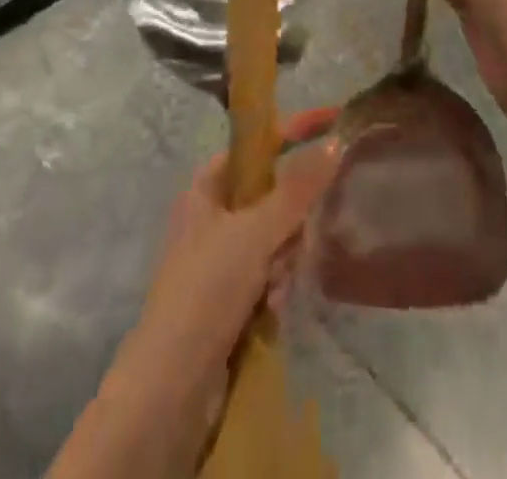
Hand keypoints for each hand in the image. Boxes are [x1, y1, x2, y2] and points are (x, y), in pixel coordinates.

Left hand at [129, 106, 342, 385]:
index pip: (258, 144)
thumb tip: (335, 143)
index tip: (334, 119)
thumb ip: (297, 188)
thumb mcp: (255, 230)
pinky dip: (278, 284)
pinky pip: (271, 271)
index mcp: (206, 187)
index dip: (294, 129)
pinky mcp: (230, 296)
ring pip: (276, 235)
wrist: (171, 387)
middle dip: (292, 216)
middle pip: (272, 192)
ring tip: (277, 284)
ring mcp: (221, 258)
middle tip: (297, 237)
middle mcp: (212, 216)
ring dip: (285, 257)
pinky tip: (273, 308)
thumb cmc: (206, 289)